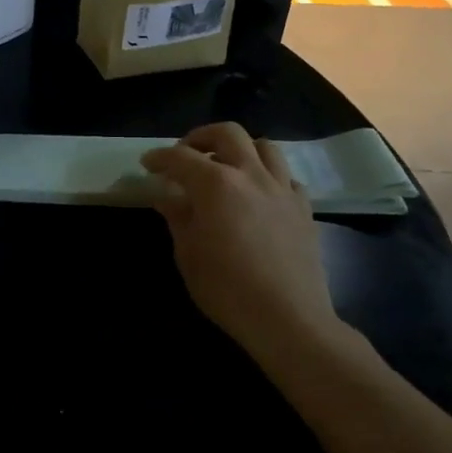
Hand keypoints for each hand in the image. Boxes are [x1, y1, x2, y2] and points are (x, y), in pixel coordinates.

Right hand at [141, 123, 341, 357]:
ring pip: (264, 146)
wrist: (288, 319)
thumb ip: (177, 216)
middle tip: (186, 154)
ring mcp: (282, 189)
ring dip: (240, 149)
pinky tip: (258, 195)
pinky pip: (286, 177)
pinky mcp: (304, 209)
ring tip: (226, 167)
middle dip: (201, 137)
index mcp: (216, 184)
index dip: (160, 158)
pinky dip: (268, 176)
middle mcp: (251, 175)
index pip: (180, 158)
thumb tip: (166, 196)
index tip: (147, 165)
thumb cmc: (227, 289)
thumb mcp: (188, 253)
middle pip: (227, 133)